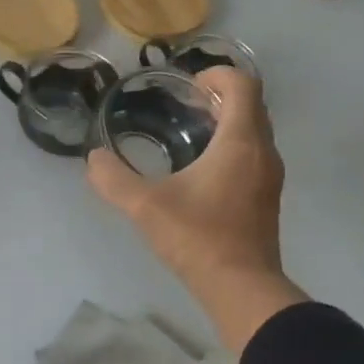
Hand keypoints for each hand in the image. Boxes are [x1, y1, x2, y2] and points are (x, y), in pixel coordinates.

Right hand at [87, 67, 306, 351]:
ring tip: (190, 133)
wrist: (241, 288)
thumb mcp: (145, 207)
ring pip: (255, 131)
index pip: (243, 85)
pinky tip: (202, 170)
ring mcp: (270, 176)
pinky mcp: (267, 198)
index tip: (187, 86)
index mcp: (240, 142)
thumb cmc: (198, 238)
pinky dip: (233, 146)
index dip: (217, 75)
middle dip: (220, 96)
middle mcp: (263, 152)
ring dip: (228, 122)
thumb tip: (93, 159)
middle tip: (184, 105)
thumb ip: (114, 180)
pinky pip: (254, 154)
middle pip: (252, 105)